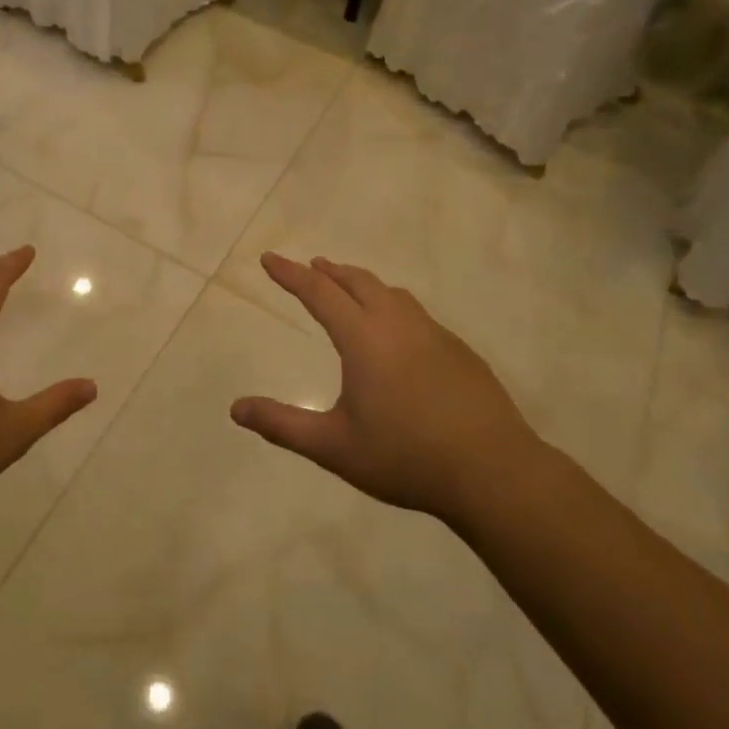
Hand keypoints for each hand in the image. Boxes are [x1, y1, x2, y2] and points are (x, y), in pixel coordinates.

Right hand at [231, 254, 541, 524]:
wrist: (492, 470)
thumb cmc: (405, 457)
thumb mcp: (334, 446)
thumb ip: (282, 425)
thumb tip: (235, 409)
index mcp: (363, 338)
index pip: (318, 292)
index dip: (290, 274)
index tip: (269, 258)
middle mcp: (397, 323)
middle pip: (357, 282)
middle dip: (329, 271)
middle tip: (310, 267)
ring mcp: (433, 333)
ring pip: (390, 293)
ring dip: (363, 284)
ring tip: (350, 288)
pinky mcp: (458, 350)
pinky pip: (416, 313)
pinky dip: (392, 305)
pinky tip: (398, 331)